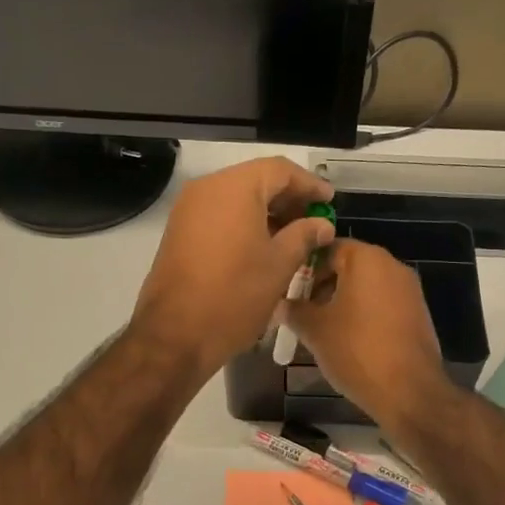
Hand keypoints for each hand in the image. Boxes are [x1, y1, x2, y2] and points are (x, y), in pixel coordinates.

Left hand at [131, 157, 335, 380]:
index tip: (329, 203)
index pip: (280, 170)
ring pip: (236, 199)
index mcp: (235, 188)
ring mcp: (188, 210)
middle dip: (288, 199)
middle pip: (256, 181)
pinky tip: (263, 247)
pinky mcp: (179, 232)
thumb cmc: (235, 295)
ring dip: (266, 213)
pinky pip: (219, 216)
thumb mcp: (279, 265)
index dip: (309, 184)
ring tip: (293, 238)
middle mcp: (207, 189)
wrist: (175, 334)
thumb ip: (304, 236)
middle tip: (314, 222)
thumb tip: (322, 225)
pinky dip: (244, 223)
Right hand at [285, 239, 448, 429]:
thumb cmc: (356, 349)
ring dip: (341, 301)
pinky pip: (382, 304)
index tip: (287, 289)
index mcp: (367, 259)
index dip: (303, 267)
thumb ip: (293, 309)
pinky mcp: (418, 314)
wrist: (408, 391)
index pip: (327, 247)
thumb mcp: (314, 329)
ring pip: (365, 287)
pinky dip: (362, 314)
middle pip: (348, 266)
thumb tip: (280, 304)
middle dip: (321, 286)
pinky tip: (347, 340)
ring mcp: (409, 290)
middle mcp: (392, 266)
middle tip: (300, 311)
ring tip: (320, 328)